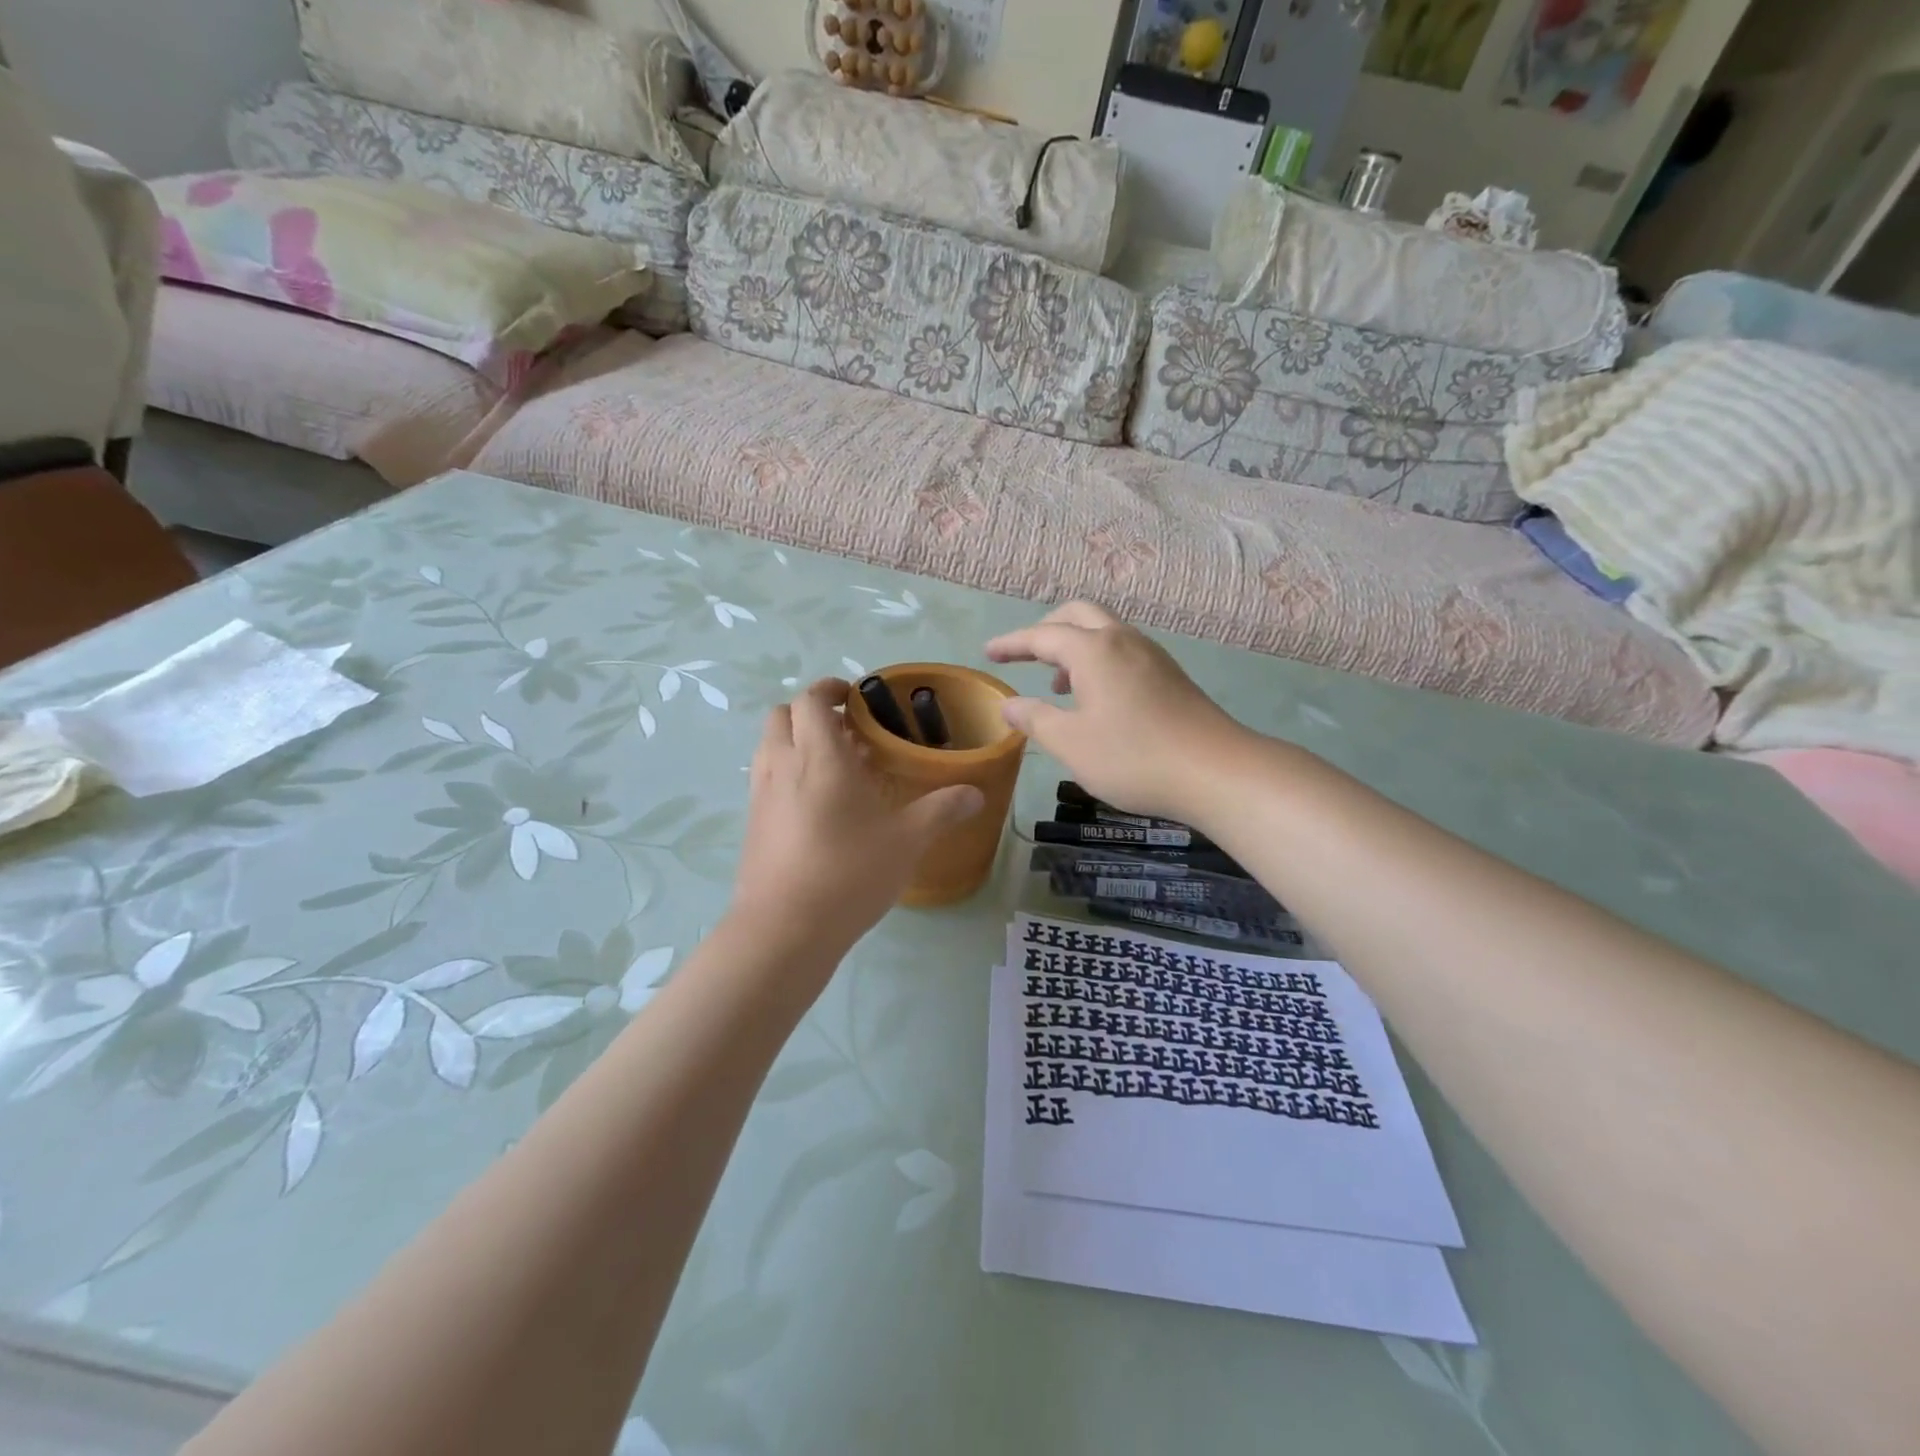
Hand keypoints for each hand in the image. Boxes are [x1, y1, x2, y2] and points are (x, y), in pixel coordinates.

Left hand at [729, 679, 983, 967]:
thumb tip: (976, 793)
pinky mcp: (752, 824)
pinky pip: (766, 779)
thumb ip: (942, 810)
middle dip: (811, 713)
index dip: (830, 688)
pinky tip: (819, 807)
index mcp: (818, 756)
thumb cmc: (848, 872)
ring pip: (770, 746)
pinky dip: (787, 773)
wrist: (784, 930)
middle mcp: (782, 765)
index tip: (856, 697)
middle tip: (848, 731)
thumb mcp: (907, 840)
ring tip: (835, 767)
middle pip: (782, 715)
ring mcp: (761, 795)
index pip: (810, 699)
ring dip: (797, 741)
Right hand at [985, 602, 1249, 822]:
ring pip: (1105, 631)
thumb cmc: (1133, 757)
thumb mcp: (1071, 743)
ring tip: (1057, 685)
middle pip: (1078, 615)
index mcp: (1094, 650)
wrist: (1216, 771)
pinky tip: (1097, 699)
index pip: (1042, 635)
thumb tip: (1009, 705)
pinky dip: (1099, 660)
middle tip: (1025, 654)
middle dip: (1046, 629)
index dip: (1012, 643)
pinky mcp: (1170, 675)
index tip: (988, 653)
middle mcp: (1123, 640)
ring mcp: (1152, 655)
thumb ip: (1035, 719)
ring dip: (1075, 646)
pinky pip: (1124, 651)